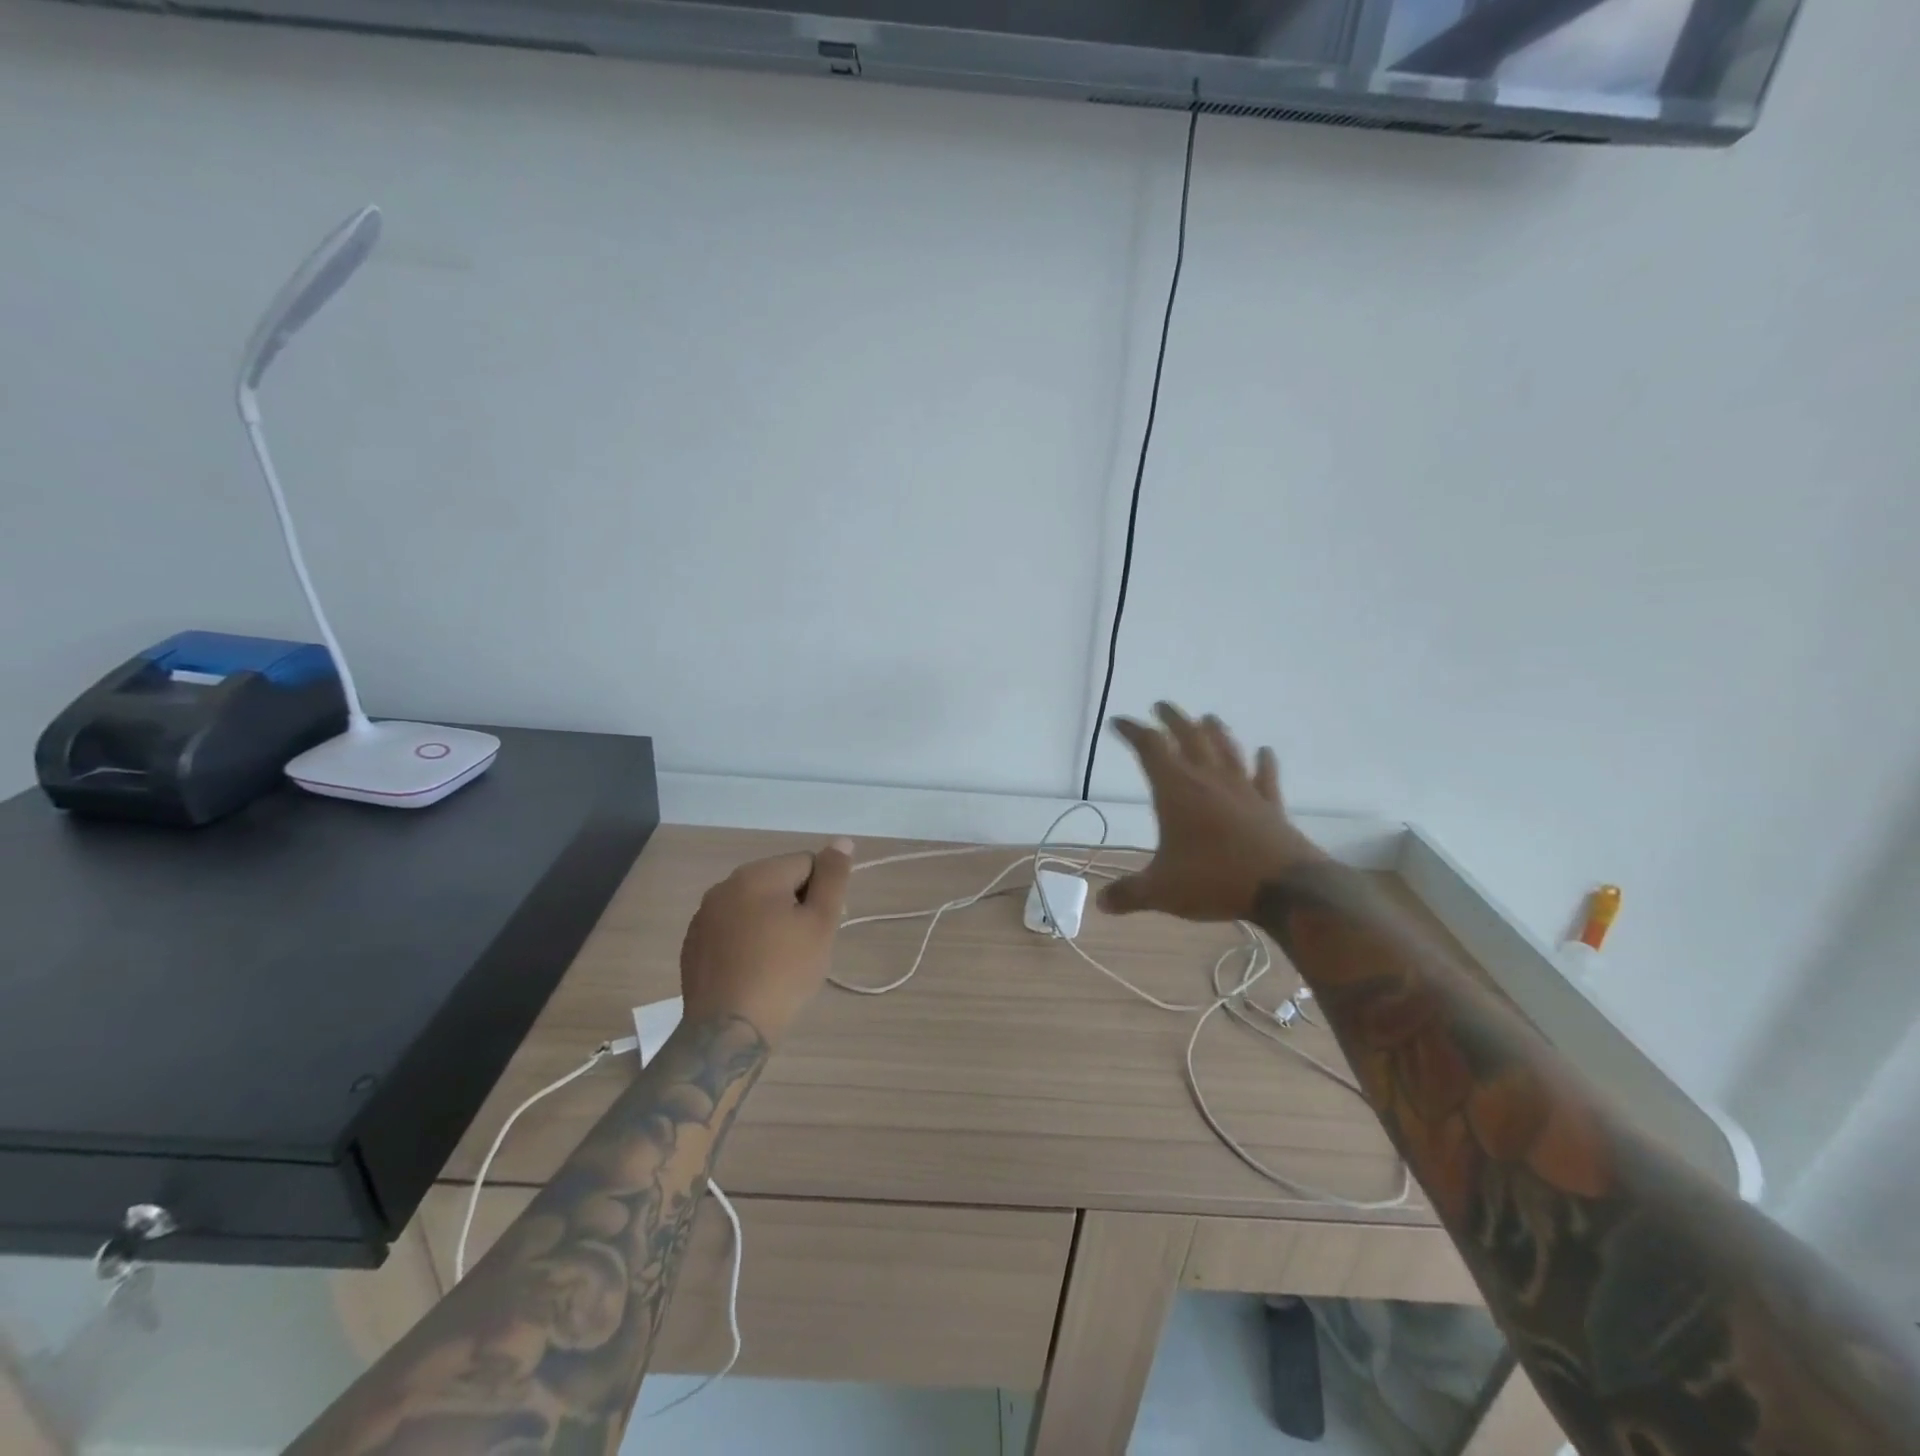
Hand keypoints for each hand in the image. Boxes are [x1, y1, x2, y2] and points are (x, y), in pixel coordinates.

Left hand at [680, 839, 854, 1044]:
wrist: (728, 1030)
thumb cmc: (784, 973)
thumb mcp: (821, 923)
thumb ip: (833, 877)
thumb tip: (842, 840)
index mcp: (757, 874)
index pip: (807, 863)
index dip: (822, 894)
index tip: (821, 928)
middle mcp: (725, 885)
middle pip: (778, 881)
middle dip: (796, 906)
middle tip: (804, 947)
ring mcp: (704, 914)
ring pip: (754, 904)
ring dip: (771, 921)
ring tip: (778, 961)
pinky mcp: (693, 942)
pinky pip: (731, 927)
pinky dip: (746, 939)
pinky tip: (752, 970)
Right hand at [1099, 704, 1323, 922]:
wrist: (1283, 887)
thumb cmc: (1213, 879)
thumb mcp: (1161, 891)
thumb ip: (1129, 894)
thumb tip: (1102, 903)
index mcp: (1176, 790)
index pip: (1150, 747)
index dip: (1133, 731)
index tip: (1119, 722)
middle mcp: (1208, 779)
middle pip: (1189, 736)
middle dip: (1172, 719)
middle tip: (1161, 706)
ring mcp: (1243, 789)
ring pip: (1226, 749)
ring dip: (1215, 731)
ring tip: (1208, 718)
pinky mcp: (1270, 805)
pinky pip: (1265, 776)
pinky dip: (1264, 762)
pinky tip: (1265, 751)